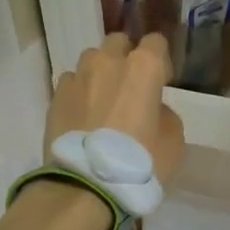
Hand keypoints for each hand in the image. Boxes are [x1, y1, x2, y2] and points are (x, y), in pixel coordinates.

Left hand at [46, 32, 184, 184]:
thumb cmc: (140, 162)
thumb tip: (151, 108)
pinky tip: (83, 116)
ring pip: (91, 61)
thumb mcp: (173, 140)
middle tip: (130, 87)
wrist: (86, 186)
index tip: (162, 82)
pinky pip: (71, 83)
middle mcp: (108, 61)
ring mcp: (78, 77)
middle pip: (118, 43)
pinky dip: (79, 93)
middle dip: (126, 58)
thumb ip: (164, 113)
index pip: (155, 42)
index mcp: (143, 67)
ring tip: (102, 102)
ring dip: (99, 74)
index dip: (160, 61)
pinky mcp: (55, 96)